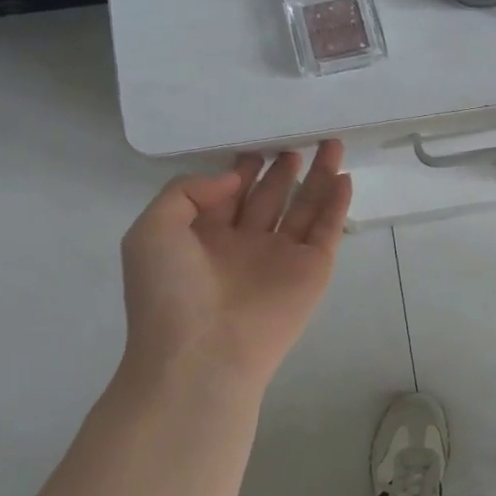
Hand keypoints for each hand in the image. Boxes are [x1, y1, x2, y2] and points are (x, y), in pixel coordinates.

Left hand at [118, 142, 353, 387]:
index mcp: (205, 237)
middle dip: (283, 169)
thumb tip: (233, 179)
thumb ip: (186, 191)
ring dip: (319, 177)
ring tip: (330, 144)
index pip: (230, 194)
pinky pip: (328, 229)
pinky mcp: (312, 269)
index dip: (243, 169)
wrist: (204, 354)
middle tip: (296, 141)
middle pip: (270, 197)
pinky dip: (337, 204)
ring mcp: (282, 257)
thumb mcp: (151, 231)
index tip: (255, 145)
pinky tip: (344, 178)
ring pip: (305, 207)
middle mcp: (245, 244)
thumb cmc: (170, 293)